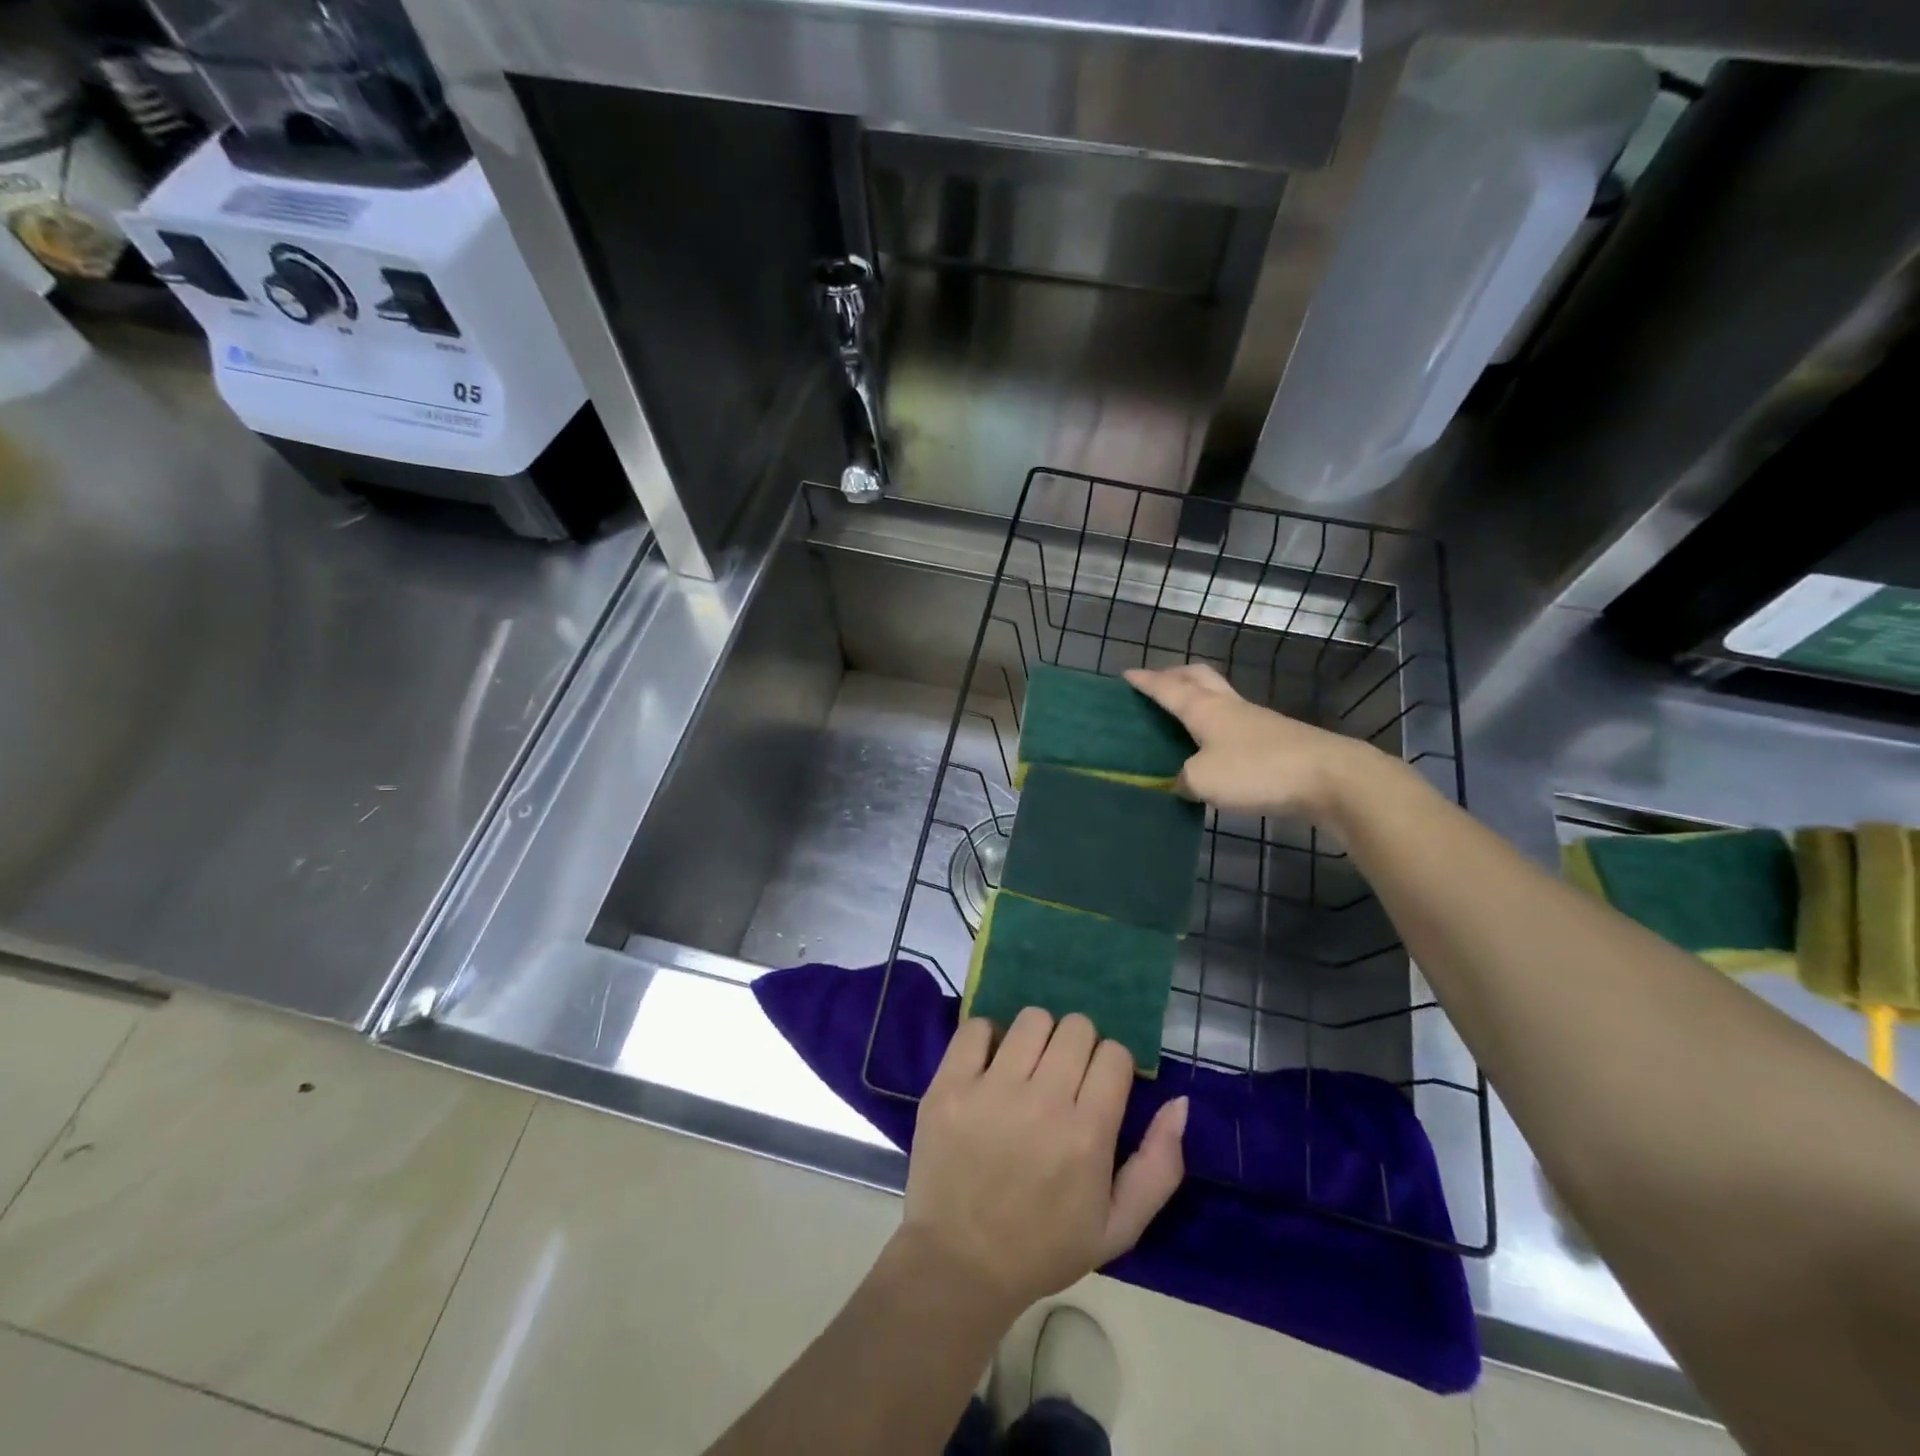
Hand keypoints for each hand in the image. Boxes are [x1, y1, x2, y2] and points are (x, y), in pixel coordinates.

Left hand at [902, 1009, 1186, 1319]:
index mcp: (1087, 1135)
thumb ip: (1159, 1165)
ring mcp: (990, 1089)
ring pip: (1032, 1019)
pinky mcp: (949, 1084)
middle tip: (1063, 1075)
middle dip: (1078, 1046)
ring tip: (1028, 1067)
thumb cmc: (1044, 1247)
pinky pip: (976, 1026)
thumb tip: (1179, 1102)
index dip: (1111, 1065)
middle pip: (1076, 1028)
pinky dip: (987, 1037)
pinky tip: (990, 1064)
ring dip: (1037, 1037)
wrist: (960, 1263)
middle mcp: (1042, 1102)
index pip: (1114, 1054)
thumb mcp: (1119, 1227)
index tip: (1098, 1085)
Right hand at [1124, 663, 1381, 820]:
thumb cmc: (1257, 771)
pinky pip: (1236, 722)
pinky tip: (1214, 745)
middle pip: (1199, 677)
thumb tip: (1178, 783)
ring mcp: (1256, 721)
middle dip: (1176, 674)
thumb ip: (1181, 780)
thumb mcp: (1203, 780)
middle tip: (1159, 681)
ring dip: (1198, 697)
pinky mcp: (1276, 740)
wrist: (1330, 778)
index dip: (1145, 681)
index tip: (1126, 674)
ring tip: (1183, 711)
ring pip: (1220, 697)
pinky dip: (1218, 725)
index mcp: (1205, 709)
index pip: (1167, 688)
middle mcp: (1229, 706)